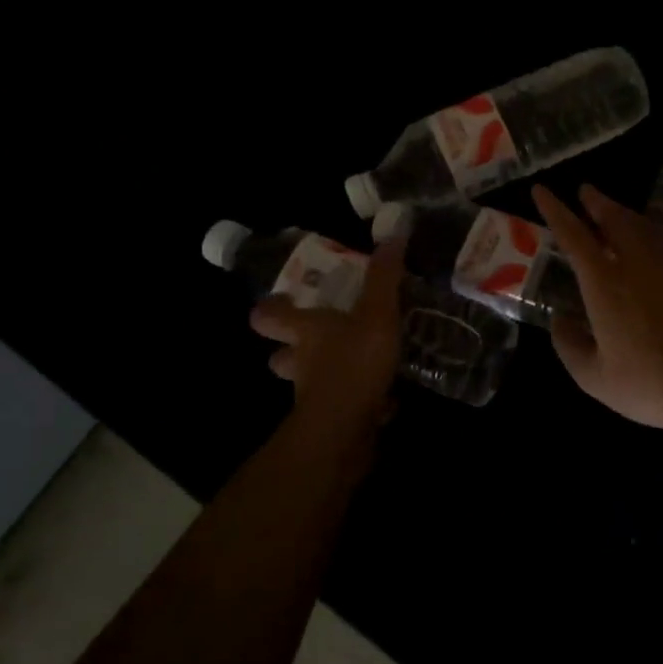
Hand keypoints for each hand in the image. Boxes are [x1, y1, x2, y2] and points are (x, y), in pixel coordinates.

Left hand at [249, 237, 405, 428]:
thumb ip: (384, 277)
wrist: (345, 432)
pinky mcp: (335, 421)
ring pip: (312, 382)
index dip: (271, 307)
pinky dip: (362, 401)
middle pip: (282, 355)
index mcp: (305, 331)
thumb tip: (393, 232)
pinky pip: (345, 406)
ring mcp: (315, 395)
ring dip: (330, 374)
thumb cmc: (353, 363)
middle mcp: (301, 362)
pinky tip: (388, 397)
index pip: (269, 316)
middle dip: (294, 348)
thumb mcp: (376, 313)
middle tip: (322, 336)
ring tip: (362, 363)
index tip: (283, 298)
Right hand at [533, 184, 662, 435]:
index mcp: (605, 285)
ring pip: (642, 227)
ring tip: (612, 210)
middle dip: (596, 203)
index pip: (574, 237)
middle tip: (585, 191)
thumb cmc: (647, 385)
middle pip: (614, 220)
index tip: (542, 190)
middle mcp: (636, 265)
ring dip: (623, 214)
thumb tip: (560, 320)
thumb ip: (569, 345)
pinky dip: (648, 232)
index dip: (555, 211)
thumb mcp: (593, 377)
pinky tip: (647, 242)